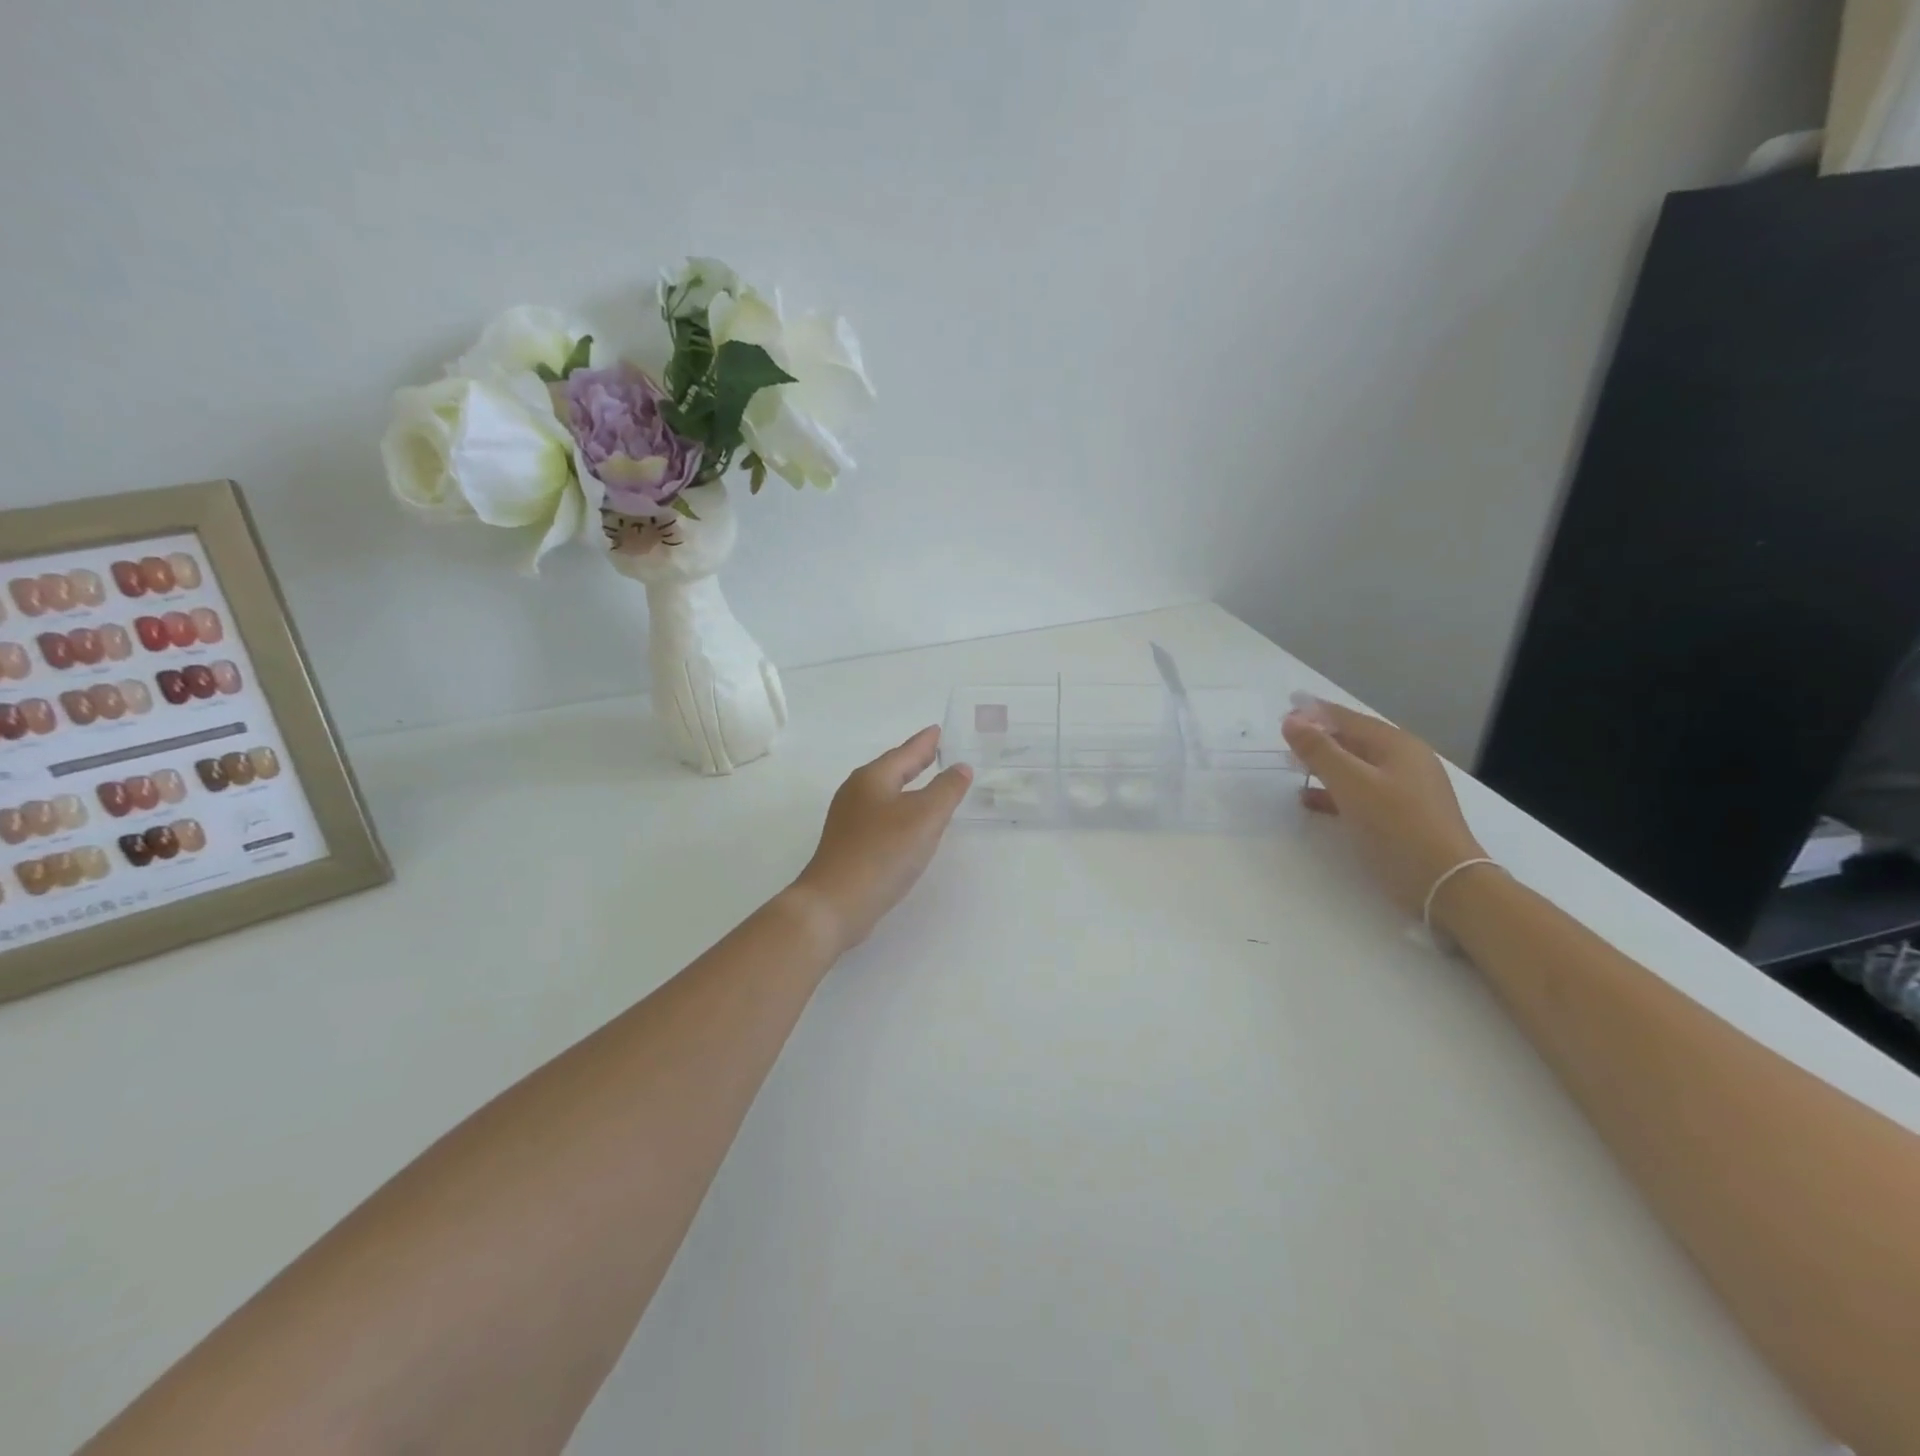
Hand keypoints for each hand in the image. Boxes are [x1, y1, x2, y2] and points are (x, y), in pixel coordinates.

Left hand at [791, 726, 972, 953]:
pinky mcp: (849, 845)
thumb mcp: (924, 818)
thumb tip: (960, 767)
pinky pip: (882, 817)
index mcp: (873, 778)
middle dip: (915, 761)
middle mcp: (857, 793)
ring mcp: (849, 820)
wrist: (834, 904)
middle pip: (892, 770)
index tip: (938, 730)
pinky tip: (909, 825)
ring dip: (908, 787)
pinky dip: (900, 811)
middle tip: (937, 751)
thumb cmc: (882, 853)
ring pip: (886, 794)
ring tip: (929, 786)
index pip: (905, 752)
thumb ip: (946, 790)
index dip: (925, 742)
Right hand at [1281, 698, 1486, 921]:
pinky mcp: (1403, 816)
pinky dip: (1335, 791)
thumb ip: (1320, 751)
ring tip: (1293, 766)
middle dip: (1319, 737)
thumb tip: (1292, 720)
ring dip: (1325, 765)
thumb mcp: (1352, 785)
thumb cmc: (1397, 827)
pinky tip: (1312, 800)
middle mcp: (1405, 761)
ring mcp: (1407, 790)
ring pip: (1357, 767)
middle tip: (1286, 736)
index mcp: (1397, 746)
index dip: (1316, 712)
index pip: (1349, 719)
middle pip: (1355, 741)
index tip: (1287, 705)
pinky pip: (1362, 792)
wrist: (1446, 884)